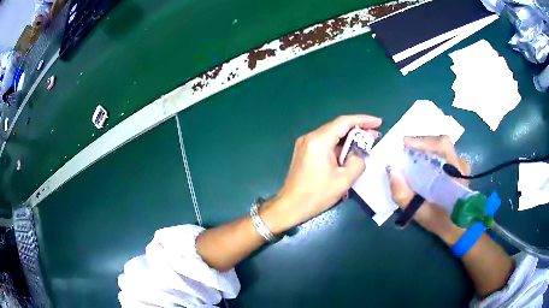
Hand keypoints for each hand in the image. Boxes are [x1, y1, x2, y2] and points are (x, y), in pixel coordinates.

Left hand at [261, 115, 381, 232]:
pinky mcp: (304, 152)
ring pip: (332, 135)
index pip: (344, 122)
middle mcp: (310, 137)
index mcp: (319, 141)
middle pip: (337, 127)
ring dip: (349, 139)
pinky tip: (349, 152)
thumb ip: (357, 162)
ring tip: (366, 144)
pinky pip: (325, 144)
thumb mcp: (344, 180)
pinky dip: (339, 146)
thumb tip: (358, 155)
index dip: (363, 120)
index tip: (378, 122)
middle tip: (375, 135)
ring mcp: (305, 144)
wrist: (290, 206)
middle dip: (358, 130)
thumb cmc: (316, 195)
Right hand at [386, 136, 469, 243]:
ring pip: (442, 148)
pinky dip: (431, 154)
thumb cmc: (440, 221)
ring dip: (426, 148)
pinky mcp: (459, 168)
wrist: (457, 228)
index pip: (442, 145)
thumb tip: (390, 169)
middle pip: (441, 143)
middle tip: (405, 149)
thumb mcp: (419, 212)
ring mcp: (461, 165)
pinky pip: (444, 154)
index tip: (405, 143)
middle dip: (421, 143)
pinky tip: (423, 162)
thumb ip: (403, 194)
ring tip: (411, 154)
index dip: (423, 140)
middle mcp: (460, 164)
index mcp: (455, 173)